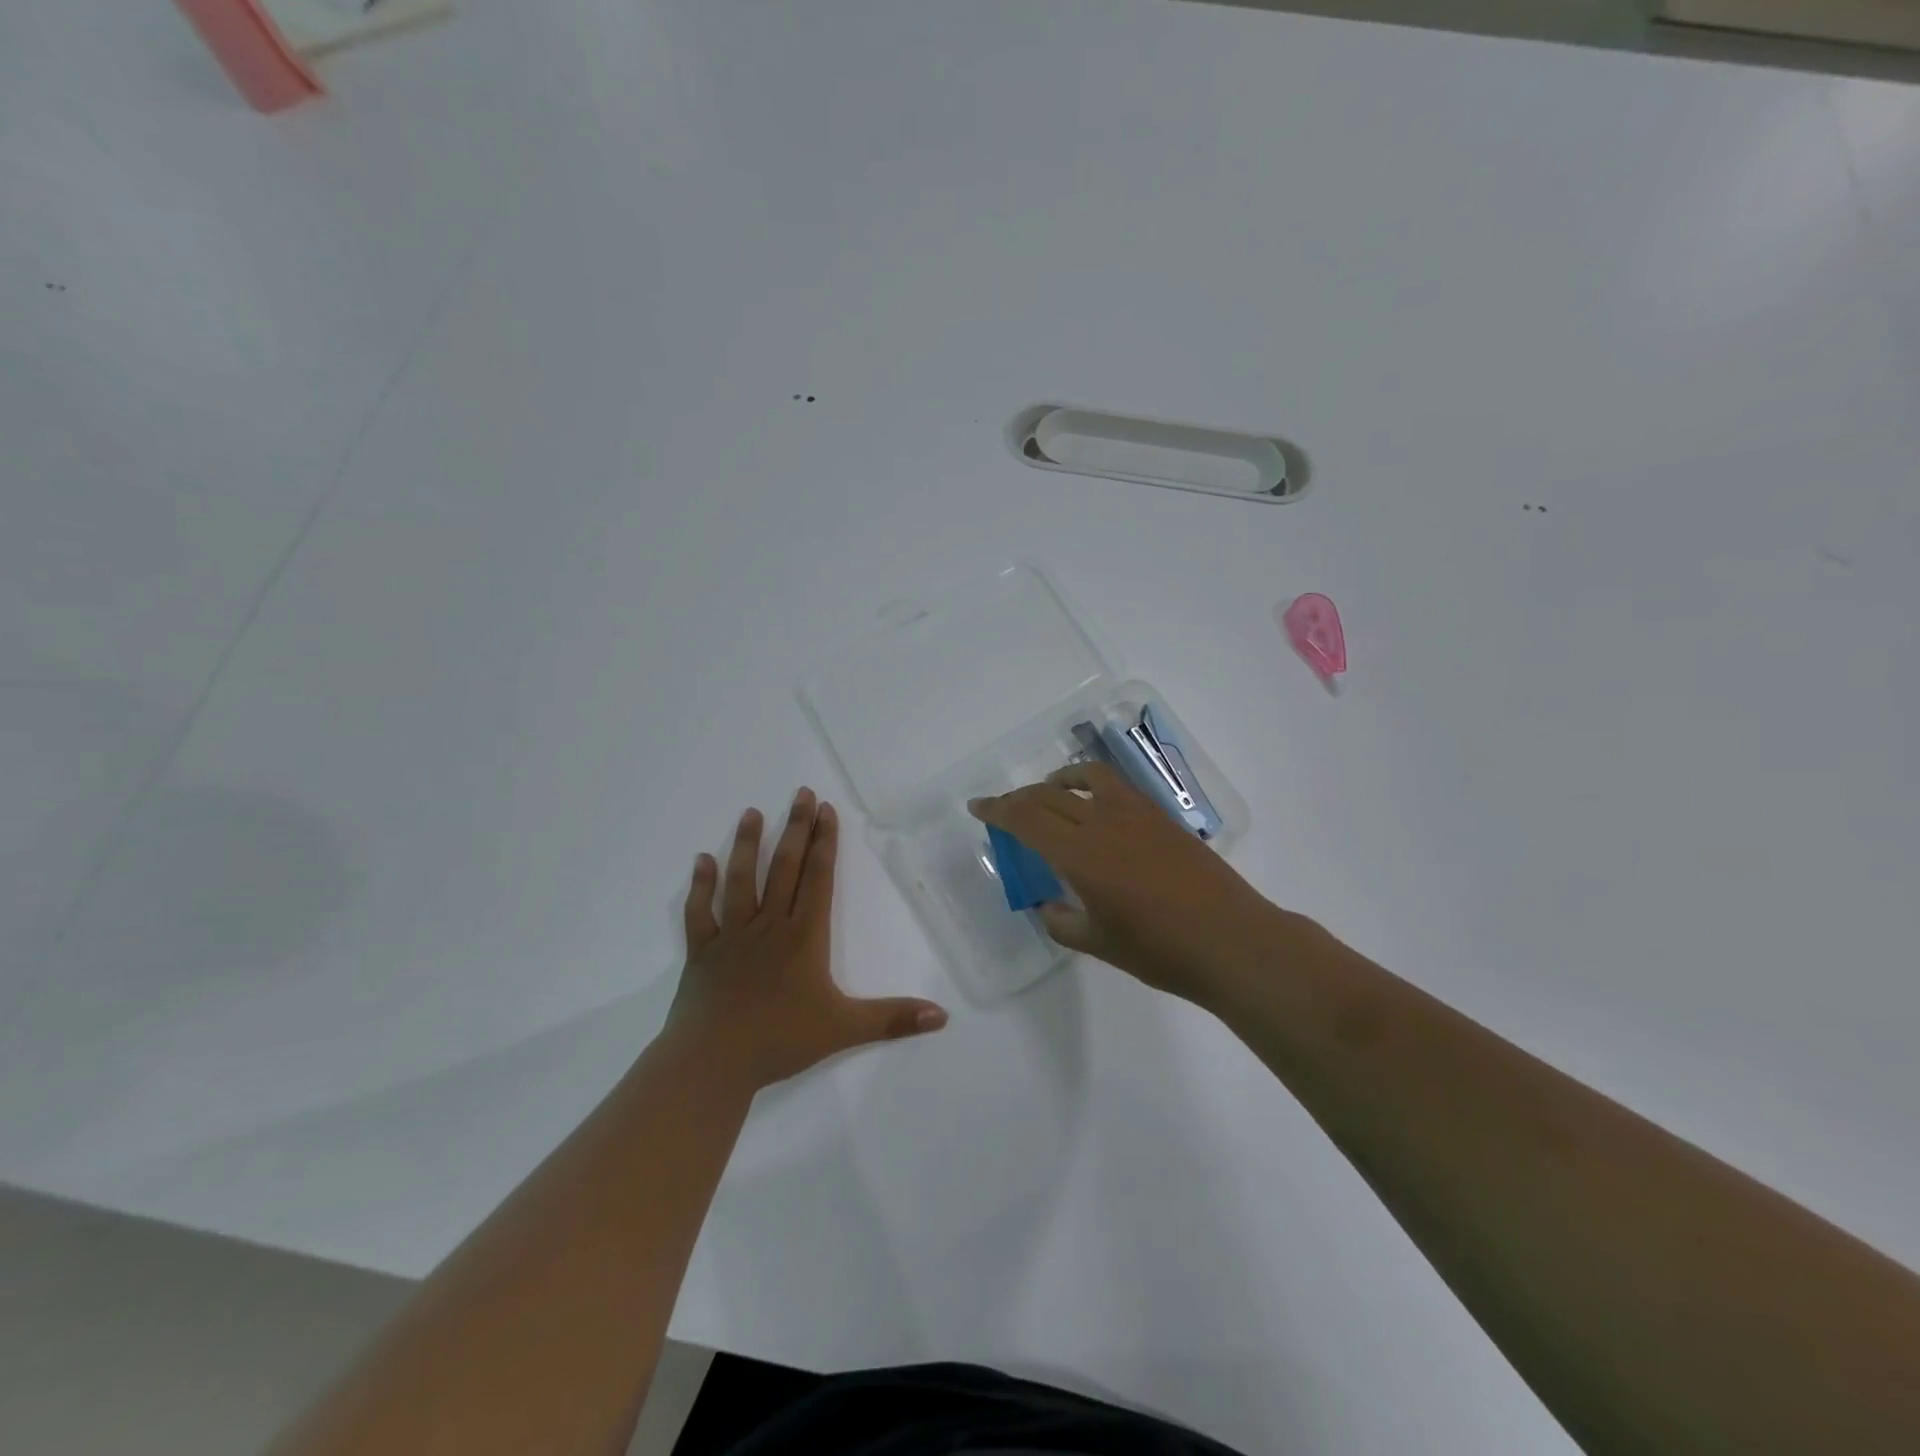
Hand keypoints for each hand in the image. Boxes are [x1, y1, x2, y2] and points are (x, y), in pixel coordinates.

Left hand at [670, 788, 947, 1089]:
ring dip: (747, 845)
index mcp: (803, 936)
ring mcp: (732, 936)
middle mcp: (769, 925)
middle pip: (785, 868)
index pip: (818, 878)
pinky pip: (698, 912)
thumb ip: (893, 1019)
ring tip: (752, 813)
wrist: (712, 1062)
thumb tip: (942, 1016)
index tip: (826, 809)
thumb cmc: (780, 1040)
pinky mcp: (702, 952)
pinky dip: (700, 886)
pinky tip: (701, 860)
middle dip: (796, 829)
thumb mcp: (844, 1029)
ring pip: (741, 880)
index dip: (825, 842)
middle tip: (801, 793)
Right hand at [969, 762, 1281, 1005]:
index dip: (997, 809)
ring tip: (1050, 792)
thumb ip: (1062, 921)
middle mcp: (1103, 822)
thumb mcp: (1098, 943)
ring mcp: (1136, 814)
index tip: (977, 807)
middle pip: (1049, 795)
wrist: (1231, 940)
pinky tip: (1097, 807)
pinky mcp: (1162, 817)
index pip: (1026, 818)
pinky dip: (1093, 785)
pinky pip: (1117, 787)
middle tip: (1003, 808)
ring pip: (1087, 777)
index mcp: (1079, 854)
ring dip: (1059, 780)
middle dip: (1018, 798)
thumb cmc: (1159, 950)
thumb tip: (1048, 905)